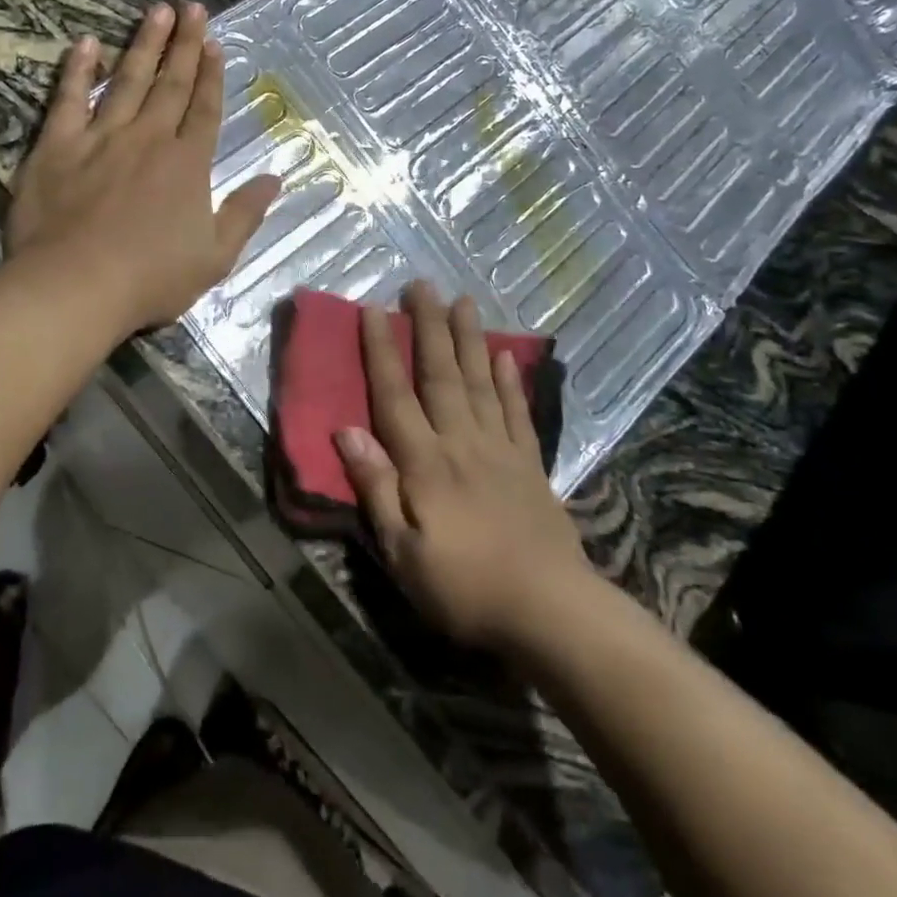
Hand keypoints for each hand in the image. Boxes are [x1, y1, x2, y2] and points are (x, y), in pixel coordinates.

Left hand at [6, 3, 280, 334]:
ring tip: (156, 11)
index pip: (205, 109)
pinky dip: (77, 69)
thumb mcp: (215, 257)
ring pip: (127, 80)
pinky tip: (87, 43)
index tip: (216, 44)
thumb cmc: (151, 278)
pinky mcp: (57, 145)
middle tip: (193, 8)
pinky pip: (69, 98)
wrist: (76, 285)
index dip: (212, 76)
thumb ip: (244, 215)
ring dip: (144, 44)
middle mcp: (148, 138)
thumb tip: (275, 179)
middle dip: (185, 45)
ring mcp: (101, 137)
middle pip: (171, 84)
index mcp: (187, 164)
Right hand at [336, 282, 585, 650]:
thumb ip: (376, 488)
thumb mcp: (402, 552)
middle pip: (441, 374)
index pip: (395, 395)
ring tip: (463, 301)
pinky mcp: (531, 466)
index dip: (382, 351)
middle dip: (429, 327)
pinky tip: (504, 357)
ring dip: (469, 339)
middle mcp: (462, 443)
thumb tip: (346, 431)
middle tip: (421, 284)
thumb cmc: (464, 588)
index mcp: (425, 463)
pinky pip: (517, 413)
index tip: (373, 310)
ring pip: (479, 382)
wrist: (550, 611)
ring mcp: (501, 451)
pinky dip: (509, 382)